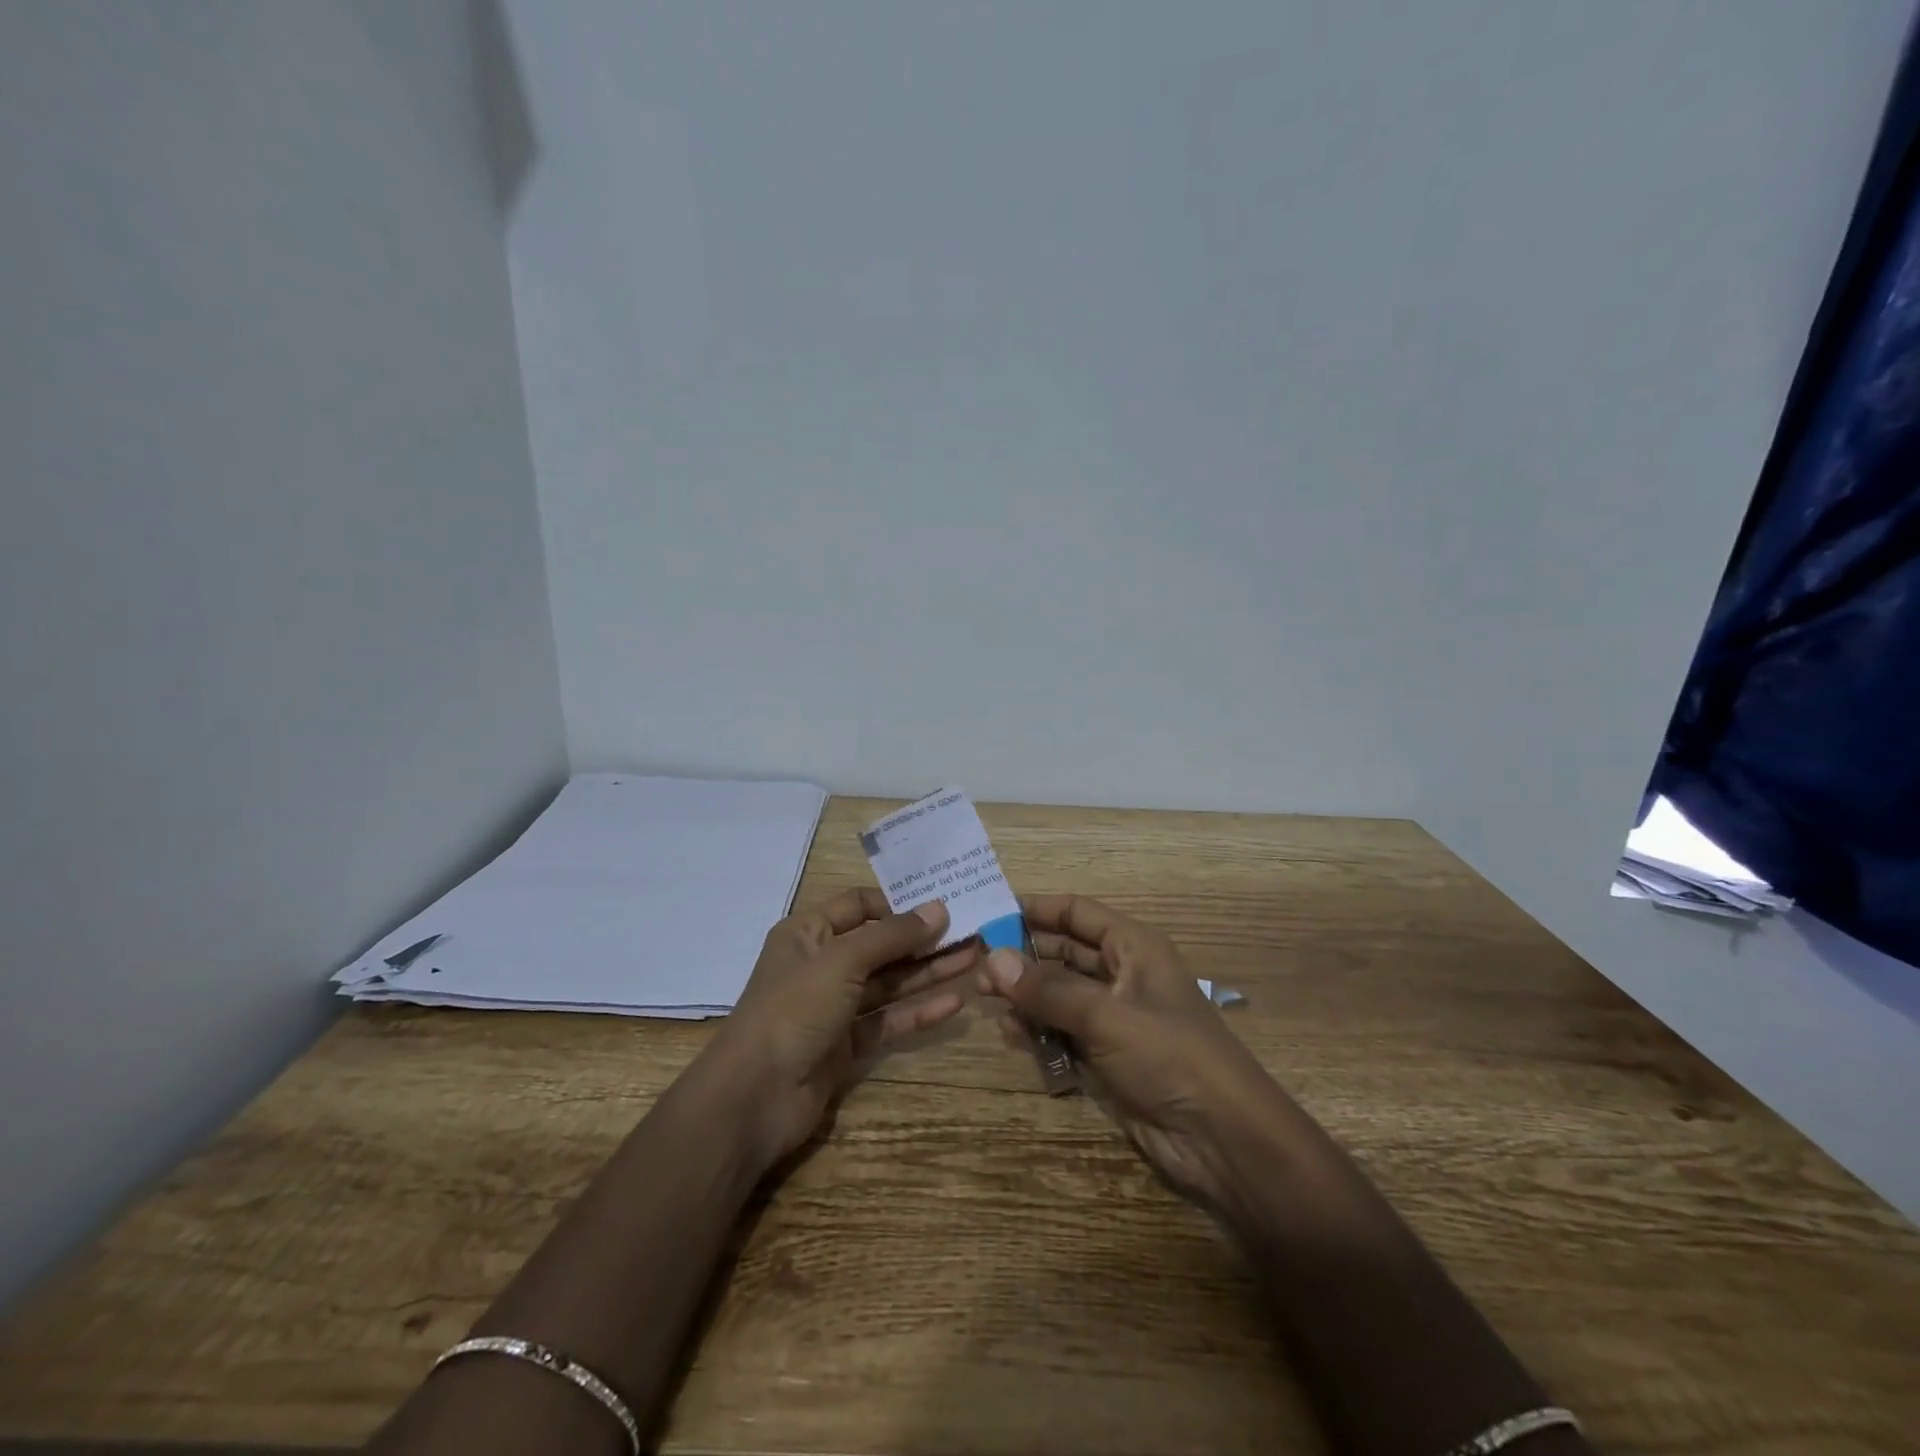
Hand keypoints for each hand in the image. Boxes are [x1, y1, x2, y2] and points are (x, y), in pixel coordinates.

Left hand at [699, 889, 977, 1167]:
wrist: (754, 1097)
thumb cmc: (794, 1008)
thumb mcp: (843, 960)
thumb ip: (893, 936)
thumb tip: (938, 909)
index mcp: (808, 933)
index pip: (858, 905)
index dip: (897, 903)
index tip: (940, 902)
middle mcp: (821, 965)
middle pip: (880, 944)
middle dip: (923, 939)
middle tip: (971, 931)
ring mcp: (834, 1007)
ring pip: (888, 983)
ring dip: (928, 972)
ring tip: (974, 960)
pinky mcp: (846, 1045)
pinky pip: (888, 1020)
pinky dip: (918, 1012)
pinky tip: (955, 1003)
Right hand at [981, 894, 1295, 1209]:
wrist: (1221, 1140)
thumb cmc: (1169, 1056)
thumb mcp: (1106, 1016)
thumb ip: (1048, 988)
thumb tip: (993, 960)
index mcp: (1134, 947)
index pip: (1078, 913)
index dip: (1037, 909)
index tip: (991, 911)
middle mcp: (1123, 975)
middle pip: (1064, 952)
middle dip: (1023, 956)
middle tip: (977, 965)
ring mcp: (1114, 1018)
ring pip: (1059, 993)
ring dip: (1026, 995)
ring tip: (984, 1000)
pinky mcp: (1107, 1056)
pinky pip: (1063, 1031)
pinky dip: (1039, 1030)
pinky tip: (1011, 1034)